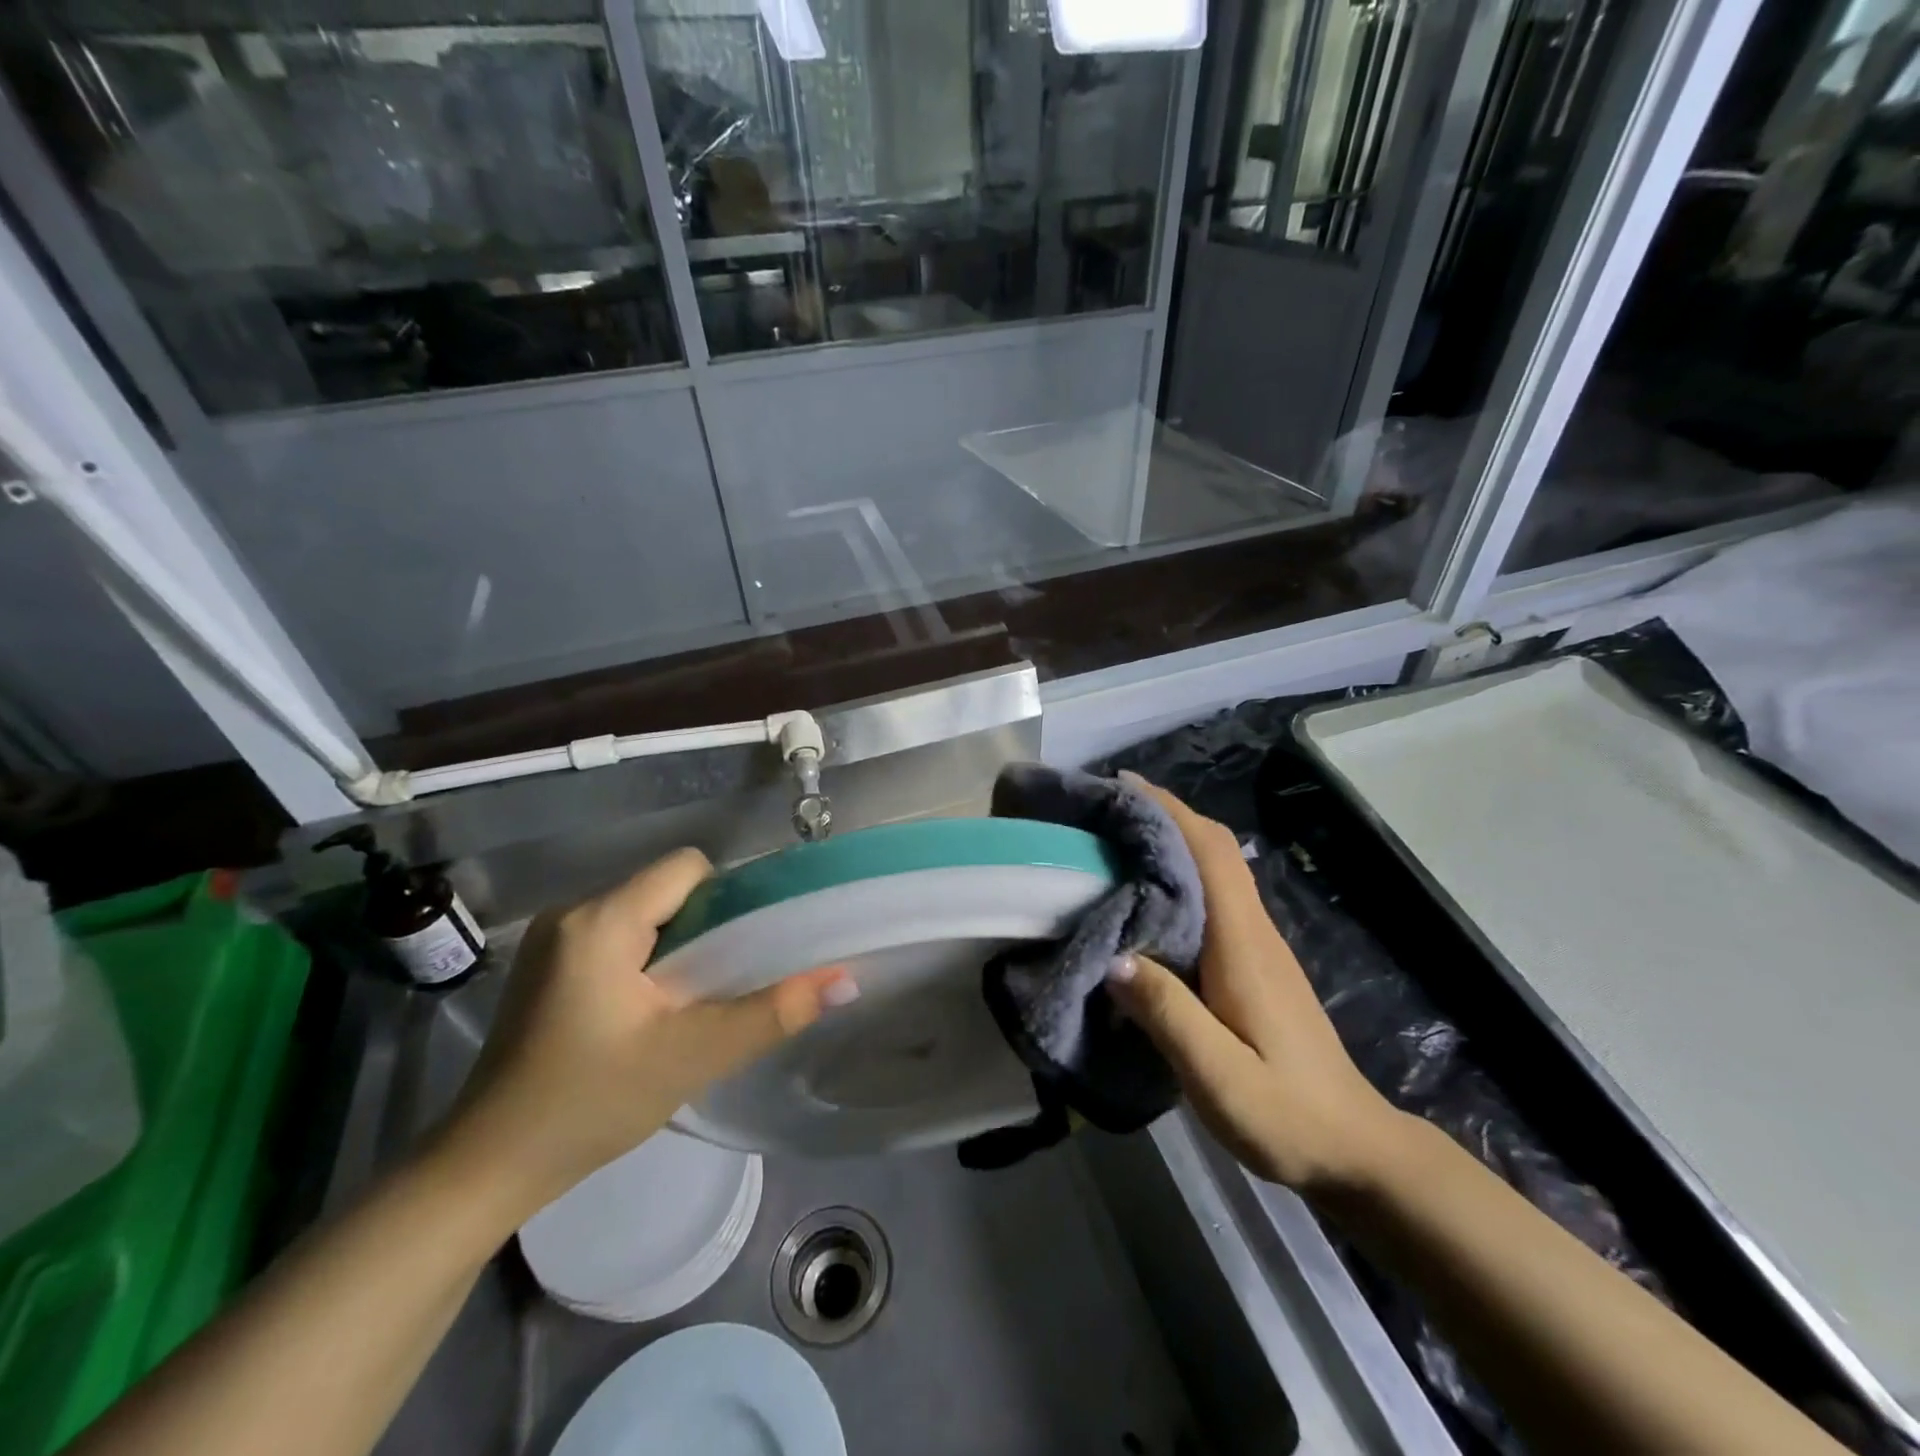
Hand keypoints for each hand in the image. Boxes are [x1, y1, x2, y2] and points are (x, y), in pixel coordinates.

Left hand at [438, 848, 852, 1218]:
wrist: (484, 1170)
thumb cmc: (587, 1105)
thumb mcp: (691, 1057)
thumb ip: (773, 1013)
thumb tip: (845, 979)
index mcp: (600, 920)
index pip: (687, 868)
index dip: (728, 898)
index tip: (745, 949)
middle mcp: (572, 912)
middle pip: (667, 890)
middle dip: (706, 927)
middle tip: (723, 984)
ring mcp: (553, 940)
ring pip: (645, 914)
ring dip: (678, 947)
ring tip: (691, 1003)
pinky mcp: (547, 966)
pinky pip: (618, 937)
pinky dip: (648, 960)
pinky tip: (650, 1012)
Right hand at [1105, 775, 1405, 1194]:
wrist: (1354, 1150)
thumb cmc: (1287, 1114)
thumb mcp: (1219, 1077)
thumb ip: (1167, 1014)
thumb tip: (1112, 956)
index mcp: (1244, 943)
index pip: (1210, 853)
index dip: (1170, 811)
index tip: (1123, 786)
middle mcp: (1253, 930)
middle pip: (1213, 849)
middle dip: (1165, 816)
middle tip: (1105, 810)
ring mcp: (1257, 946)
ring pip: (1214, 870)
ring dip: (1171, 843)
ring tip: (1114, 842)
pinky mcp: (1253, 963)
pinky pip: (1212, 898)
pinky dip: (1178, 878)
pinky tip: (1143, 898)